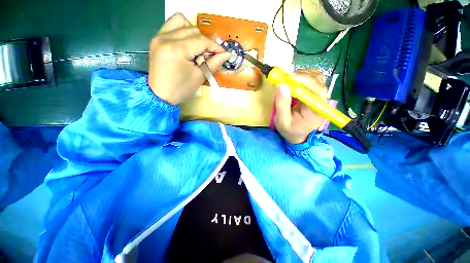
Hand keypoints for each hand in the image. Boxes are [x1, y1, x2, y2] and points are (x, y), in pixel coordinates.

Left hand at [148, 13, 230, 104]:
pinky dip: (182, 29)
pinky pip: (171, 25)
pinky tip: (187, 42)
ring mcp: (159, 36)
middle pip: (194, 30)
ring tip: (197, 48)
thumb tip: (226, 54)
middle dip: (206, 42)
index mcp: (177, 49)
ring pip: (182, 22)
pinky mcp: (156, 38)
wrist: (160, 95)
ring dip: (194, 33)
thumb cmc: (181, 89)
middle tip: (210, 56)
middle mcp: (166, 38)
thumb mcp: (199, 77)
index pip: (202, 41)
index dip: (215, 46)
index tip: (223, 53)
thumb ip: (213, 63)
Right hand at [274, 69, 327, 143]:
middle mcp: (323, 103)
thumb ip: (282, 105)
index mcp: (316, 112)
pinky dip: (305, 76)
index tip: (288, 77)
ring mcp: (321, 97)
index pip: (317, 90)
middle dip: (301, 76)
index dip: (304, 80)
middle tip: (285, 77)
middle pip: (319, 81)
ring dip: (303, 74)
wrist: (297, 134)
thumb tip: (281, 85)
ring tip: (289, 79)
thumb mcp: (282, 121)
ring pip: (318, 78)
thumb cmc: (289, 130)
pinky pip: (315, 80)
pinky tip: (295, 81)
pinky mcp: (317, 95)